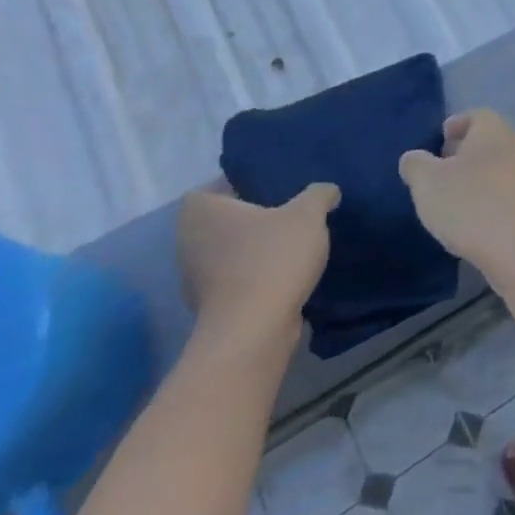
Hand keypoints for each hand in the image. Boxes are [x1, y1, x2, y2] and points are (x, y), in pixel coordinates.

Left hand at [177, 182, 337, 355]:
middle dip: (254, 218)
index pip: (216, 186)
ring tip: (293, 245)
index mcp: (201, 211)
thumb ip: (319, 194)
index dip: (244, 185)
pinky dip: (255, 275)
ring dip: (254, 248)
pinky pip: (235, 277)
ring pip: (229, 250)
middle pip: (224, 219)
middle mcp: (188, 240)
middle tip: (290, 213)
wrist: (254, 329)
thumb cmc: (273, 258)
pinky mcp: (209, 305)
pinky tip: (285, 274)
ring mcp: (194, 276)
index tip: (276, 190)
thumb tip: (326, 191)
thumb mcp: (308, 214)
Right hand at [399, 110, 514, 268]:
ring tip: (453, 197)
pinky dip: (490, 195)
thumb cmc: (470, 204)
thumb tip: (415, 158)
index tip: (438, 141)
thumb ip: (415, 164)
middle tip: (441, 170)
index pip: (476, 115)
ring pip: (499, 165)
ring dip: (478, 176)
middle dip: (464, 152)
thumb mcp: (426, 182)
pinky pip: (507, 189)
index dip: (455, 126)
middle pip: (489, 140)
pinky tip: (474, 217)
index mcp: (494, 129)